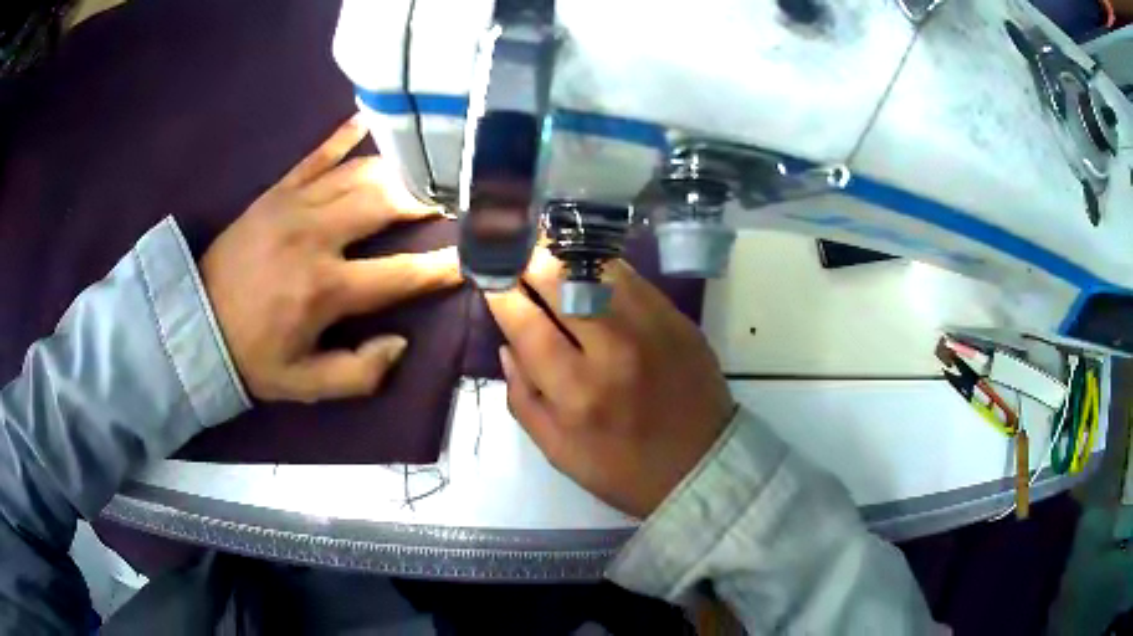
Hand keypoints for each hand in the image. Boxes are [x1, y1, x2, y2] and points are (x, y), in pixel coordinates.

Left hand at [201, 115, 460, 402]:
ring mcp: (293, 205)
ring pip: (359, 174)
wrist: (193, 323)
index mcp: (325, 289)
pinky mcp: (275, 192)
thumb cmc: (252, 357)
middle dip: (426, 199)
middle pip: (386, 202)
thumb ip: (358, 374)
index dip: (443, 266)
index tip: (474, 255)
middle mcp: (315, 236)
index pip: (401, 272)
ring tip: (423, 174)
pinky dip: (344, 135)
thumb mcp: (304, 385)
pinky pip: (316, 155)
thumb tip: (399, 342)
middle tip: (450, 201)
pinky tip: (369, 120)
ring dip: (398, 172)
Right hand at [485, 249, 734, 517]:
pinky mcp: (676, 318)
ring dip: (563, 254)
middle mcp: (613, 349)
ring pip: (596, 268)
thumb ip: (523, 398)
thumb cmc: (623, 469)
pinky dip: (599, 266)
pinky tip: (585, 266)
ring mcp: (651, 327)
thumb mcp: (558, 451)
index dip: (500, 292)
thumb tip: (508, 345)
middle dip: (527, 259)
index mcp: (577, 392)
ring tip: (543, 248)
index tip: (487, 275)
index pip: (526, 324)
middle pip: (560, 282)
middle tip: (512, 250)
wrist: (701, 465)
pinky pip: (630, 276)